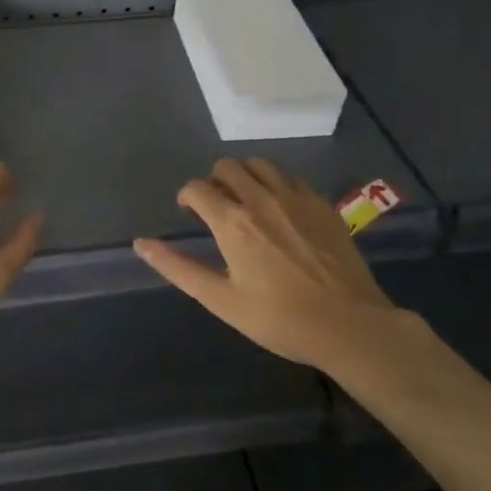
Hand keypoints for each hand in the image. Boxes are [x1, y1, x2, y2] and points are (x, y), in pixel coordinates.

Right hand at [133, 158, 411, 371]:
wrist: (349, 325)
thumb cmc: (279, 318)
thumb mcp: (221, 300)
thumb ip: (179, 268)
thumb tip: (141, 244)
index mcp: (232, 222)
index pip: (197, 188)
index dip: (187, 196)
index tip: (189, 211)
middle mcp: (260, 198)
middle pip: (227, 167)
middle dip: (214, 180)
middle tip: (217, 206)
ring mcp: (295, 198)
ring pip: (260, 164)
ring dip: (245, 175)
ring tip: (247, 200)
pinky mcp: (321, 204)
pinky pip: (291, 177)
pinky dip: (276, 183)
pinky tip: (280, 208)